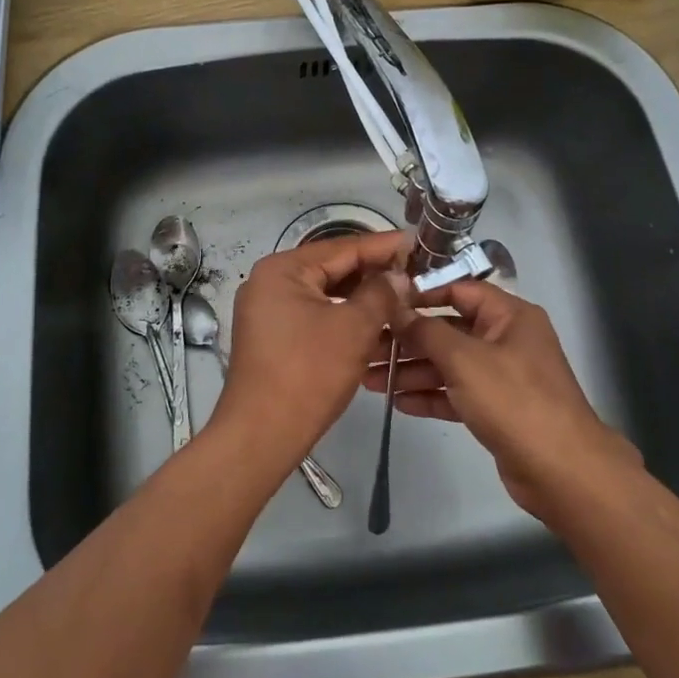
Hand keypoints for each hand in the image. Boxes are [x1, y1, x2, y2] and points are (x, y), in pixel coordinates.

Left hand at [210, 229, 412, 486]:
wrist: (261, 435)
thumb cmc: (309, 373)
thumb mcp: (354, 328)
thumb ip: (381, 293)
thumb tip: (398, 275)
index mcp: (283, 269)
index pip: (343, 247)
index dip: (383, 246)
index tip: (417, 242)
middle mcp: (270, 282)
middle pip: (332, 269)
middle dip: (374, 273)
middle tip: (415, 272)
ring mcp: (268, 311)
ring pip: (325, 295)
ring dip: (362, 299)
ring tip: (402, 298)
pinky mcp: (273, 337)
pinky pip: (315, 316)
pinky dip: (344, 319)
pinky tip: (375, 326)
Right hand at [370, 280, 639, 519]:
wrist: (562, 472)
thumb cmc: (514, 400)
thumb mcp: (464, 359)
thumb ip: (426, 331)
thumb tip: (395, 307)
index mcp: (508, 315)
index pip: (458, 290)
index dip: (420, 294)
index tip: (382, 302)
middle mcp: (506, 339)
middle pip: (448, 330)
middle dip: (407, 340)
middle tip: (366, 347)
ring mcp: (501, 375)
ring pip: (448, 364)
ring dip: (412, 370)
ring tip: (369, 379)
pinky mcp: (495, 409)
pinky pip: (456, 393)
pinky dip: (429, 395)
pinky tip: (396, 402)